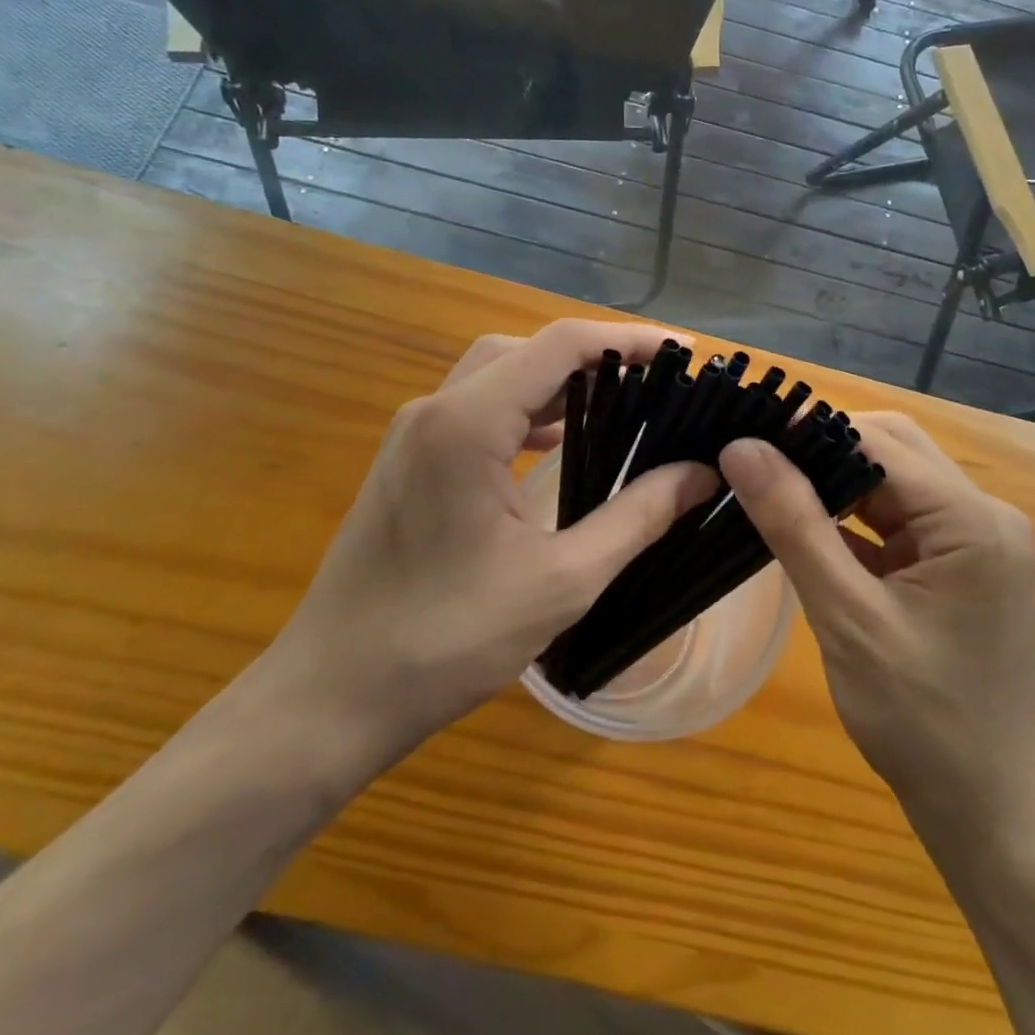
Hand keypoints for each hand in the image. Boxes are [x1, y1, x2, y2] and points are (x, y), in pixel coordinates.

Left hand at [266, 321, 716, 773]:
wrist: (332, 694)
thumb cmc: (448, 640)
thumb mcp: (562, 580)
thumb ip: (637, 516)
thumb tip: (702, 474)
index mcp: (467, 424)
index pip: (559, 346)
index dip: (626, 340)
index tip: (683, 352)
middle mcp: (434, 411)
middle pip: (525, 350)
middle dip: (593, 356)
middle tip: (655, 381)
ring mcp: (412, 435)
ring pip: (497, 376)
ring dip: (557, 383)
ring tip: (620, 404)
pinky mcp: (406, 463)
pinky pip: (475, 411)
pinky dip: (524, 412)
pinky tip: (559, 444)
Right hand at [719, 413, 1034, 834]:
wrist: (993, 816)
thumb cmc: (922, 721)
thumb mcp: (847, 617)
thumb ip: (794, 525)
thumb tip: (742, 449)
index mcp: (972, 520)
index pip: (880, 441)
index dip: (811, 431)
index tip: (746, 435)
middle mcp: (984, 517)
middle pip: (892, 452)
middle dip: (823, 452)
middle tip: (753, 463)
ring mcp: (975, 545)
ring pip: (893, 487)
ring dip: (835, 486)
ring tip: (767, 487)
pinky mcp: (960, 571)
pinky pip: (899, 526)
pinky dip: (853, 523)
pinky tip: (804, 530)